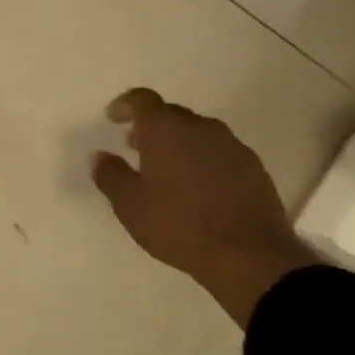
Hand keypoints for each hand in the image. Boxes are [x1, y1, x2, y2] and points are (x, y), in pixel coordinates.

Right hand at [91, 88, 319, 327]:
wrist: (250, 254)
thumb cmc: (179, 225)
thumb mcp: (130, 205)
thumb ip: (111, 175)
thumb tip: (100, 156)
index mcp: (167, 129)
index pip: (142, 99)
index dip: (125, 105)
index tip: (113, 119)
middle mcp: (201, 127)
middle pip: (171, 114)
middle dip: (151, 126)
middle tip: (136, 148)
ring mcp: (232, 146)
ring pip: (198, 133)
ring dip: (179, 144)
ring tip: (167, 171)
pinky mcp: (254, 168)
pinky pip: (220, 153)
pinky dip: (203, 161)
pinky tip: (198, 189)